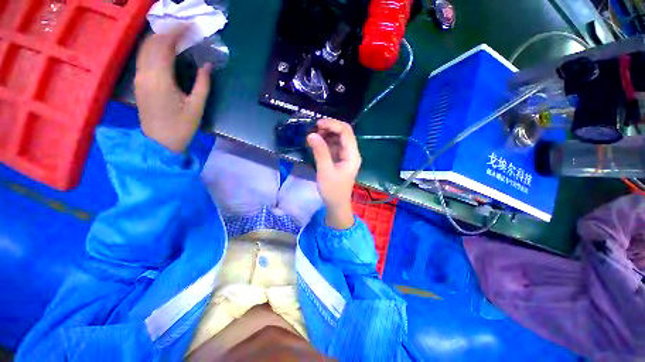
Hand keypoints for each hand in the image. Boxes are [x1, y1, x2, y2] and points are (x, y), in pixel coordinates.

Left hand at [134, 26, 211, 152]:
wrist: (160, 142)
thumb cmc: (181, 127)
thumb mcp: (197, 107)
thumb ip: (203, 84)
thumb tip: (207, 65)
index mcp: (160, 79)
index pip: (165, 46)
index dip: (177, 32)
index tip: (191, 26)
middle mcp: (145, 74)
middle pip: (152, 42)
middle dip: (168, 30)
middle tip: (185, 27)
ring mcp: (140, 77)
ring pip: (145, 48)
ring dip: (159, 37)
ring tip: (176, 33)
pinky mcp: (139, 82)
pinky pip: (143, 56)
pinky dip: (153, 47)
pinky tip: (164, 47)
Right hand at [306, 119, 361, 228]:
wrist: (336, 205)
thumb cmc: (333, 190)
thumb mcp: (325, 171)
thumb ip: (320, 152)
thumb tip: (311, 134)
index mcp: (352, 155)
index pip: (346, 132)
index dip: (333, 124)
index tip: (317, 124)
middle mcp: (351, 153)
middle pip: (343, 133)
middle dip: (329, 128)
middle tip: (313, 129)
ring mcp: (345, 156)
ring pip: (337, 138)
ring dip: (326, 134)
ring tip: (313, 136)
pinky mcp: (339, 159)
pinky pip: (333, 146)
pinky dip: (325, 142)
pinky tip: (316, 143)